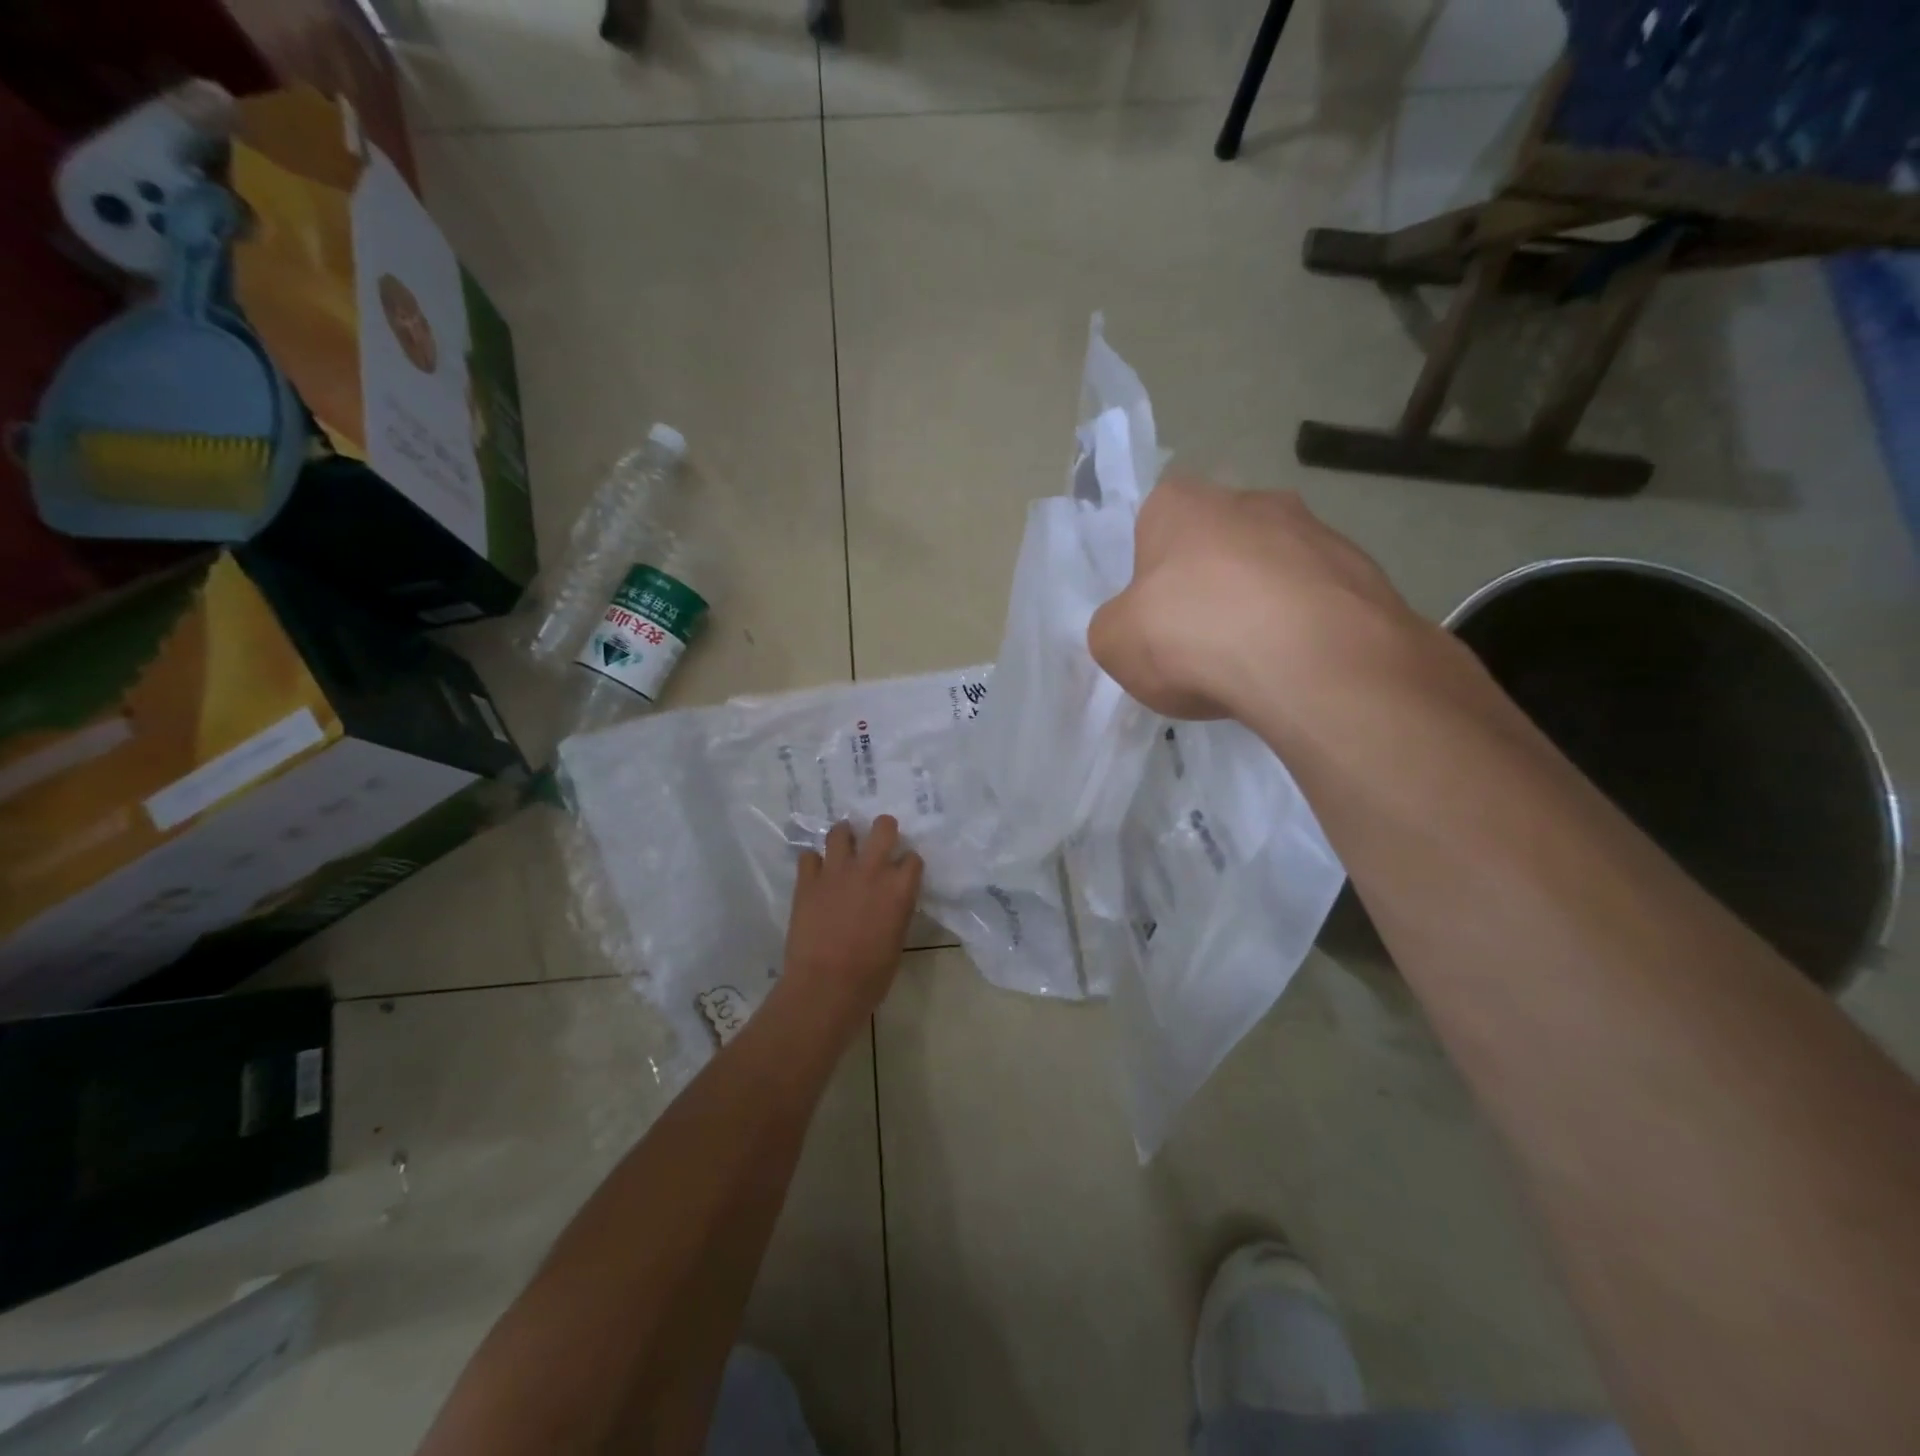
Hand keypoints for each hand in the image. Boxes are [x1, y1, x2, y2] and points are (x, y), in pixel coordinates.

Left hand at [780, 817, 924, 1023]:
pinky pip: (808, 856)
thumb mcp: (897, 940)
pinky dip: (813, 862)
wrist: (826, 986)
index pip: (912, 858)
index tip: (903, 871)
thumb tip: (890, 901)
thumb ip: (896, 910)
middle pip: (883, 827)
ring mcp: (836, 871)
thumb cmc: (871, 976)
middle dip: (883, 829)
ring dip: (845, 836)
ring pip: (840, 831)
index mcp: (899, 888)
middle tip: (878, 840)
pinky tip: (815, 873)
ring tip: (844, 846)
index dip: (908, 863)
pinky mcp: (807, 880)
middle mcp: (871, 870)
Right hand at [1088, 477, 1421, 719]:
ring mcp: (1317, 531)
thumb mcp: (1113, 643)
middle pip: (1218, 543)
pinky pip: (1319, 601)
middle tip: (1202, 641)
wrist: (1312, 663)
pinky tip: (1296, 670)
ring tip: (1255, 664)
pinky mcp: (1366, 572)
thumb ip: (1118, 626)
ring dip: (1263, 606)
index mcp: (1181, 503)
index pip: (1154, 524)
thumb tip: (1139, 628)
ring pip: (1275, 570)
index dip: (1152, 574)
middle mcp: (1252, 500)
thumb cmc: (1192, 636)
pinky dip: (1306, 629)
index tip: (1157, 616)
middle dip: (1211, 585)